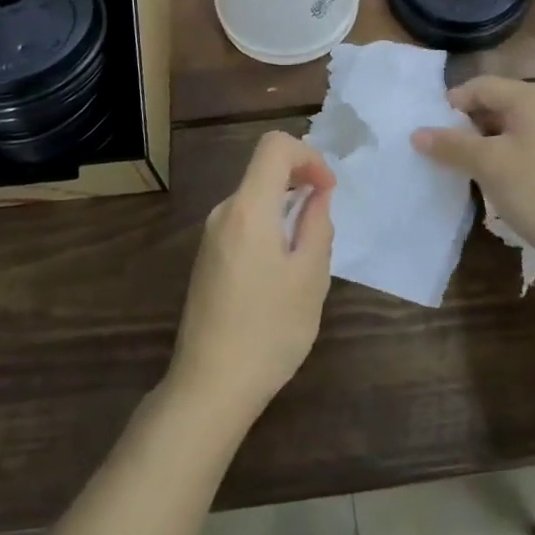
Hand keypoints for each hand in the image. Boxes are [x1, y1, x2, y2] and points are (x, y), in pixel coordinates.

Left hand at [170, 131, 334, 425]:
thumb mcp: (310, 277)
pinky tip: (281, 275)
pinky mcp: (207, 259)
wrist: (209, 388)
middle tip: (324, 226)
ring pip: (255, 199)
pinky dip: (269, 228)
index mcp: (248, 208)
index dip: (308, 156)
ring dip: (286, 210)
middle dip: (301, 184)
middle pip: (264, 171)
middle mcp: (224, 212)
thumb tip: (318, 194)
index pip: (275, 146)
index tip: (328, 190)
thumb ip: (317, 224)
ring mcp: (210, 236)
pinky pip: (244, 223)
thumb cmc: (269, 331)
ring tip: (306, 257)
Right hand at [413, 76, 534, 265]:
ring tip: (457, 170)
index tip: (428, 131)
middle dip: (464, 127)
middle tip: (438, 152)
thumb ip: (450, 145)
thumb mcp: (488, 164)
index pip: (479, 86)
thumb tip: (416, 133)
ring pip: (505, 132)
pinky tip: (487, 185)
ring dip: (480, 147)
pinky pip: (520, 152)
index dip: (451, 105)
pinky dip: (500, 162)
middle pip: (493, 106)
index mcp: (530, 97)